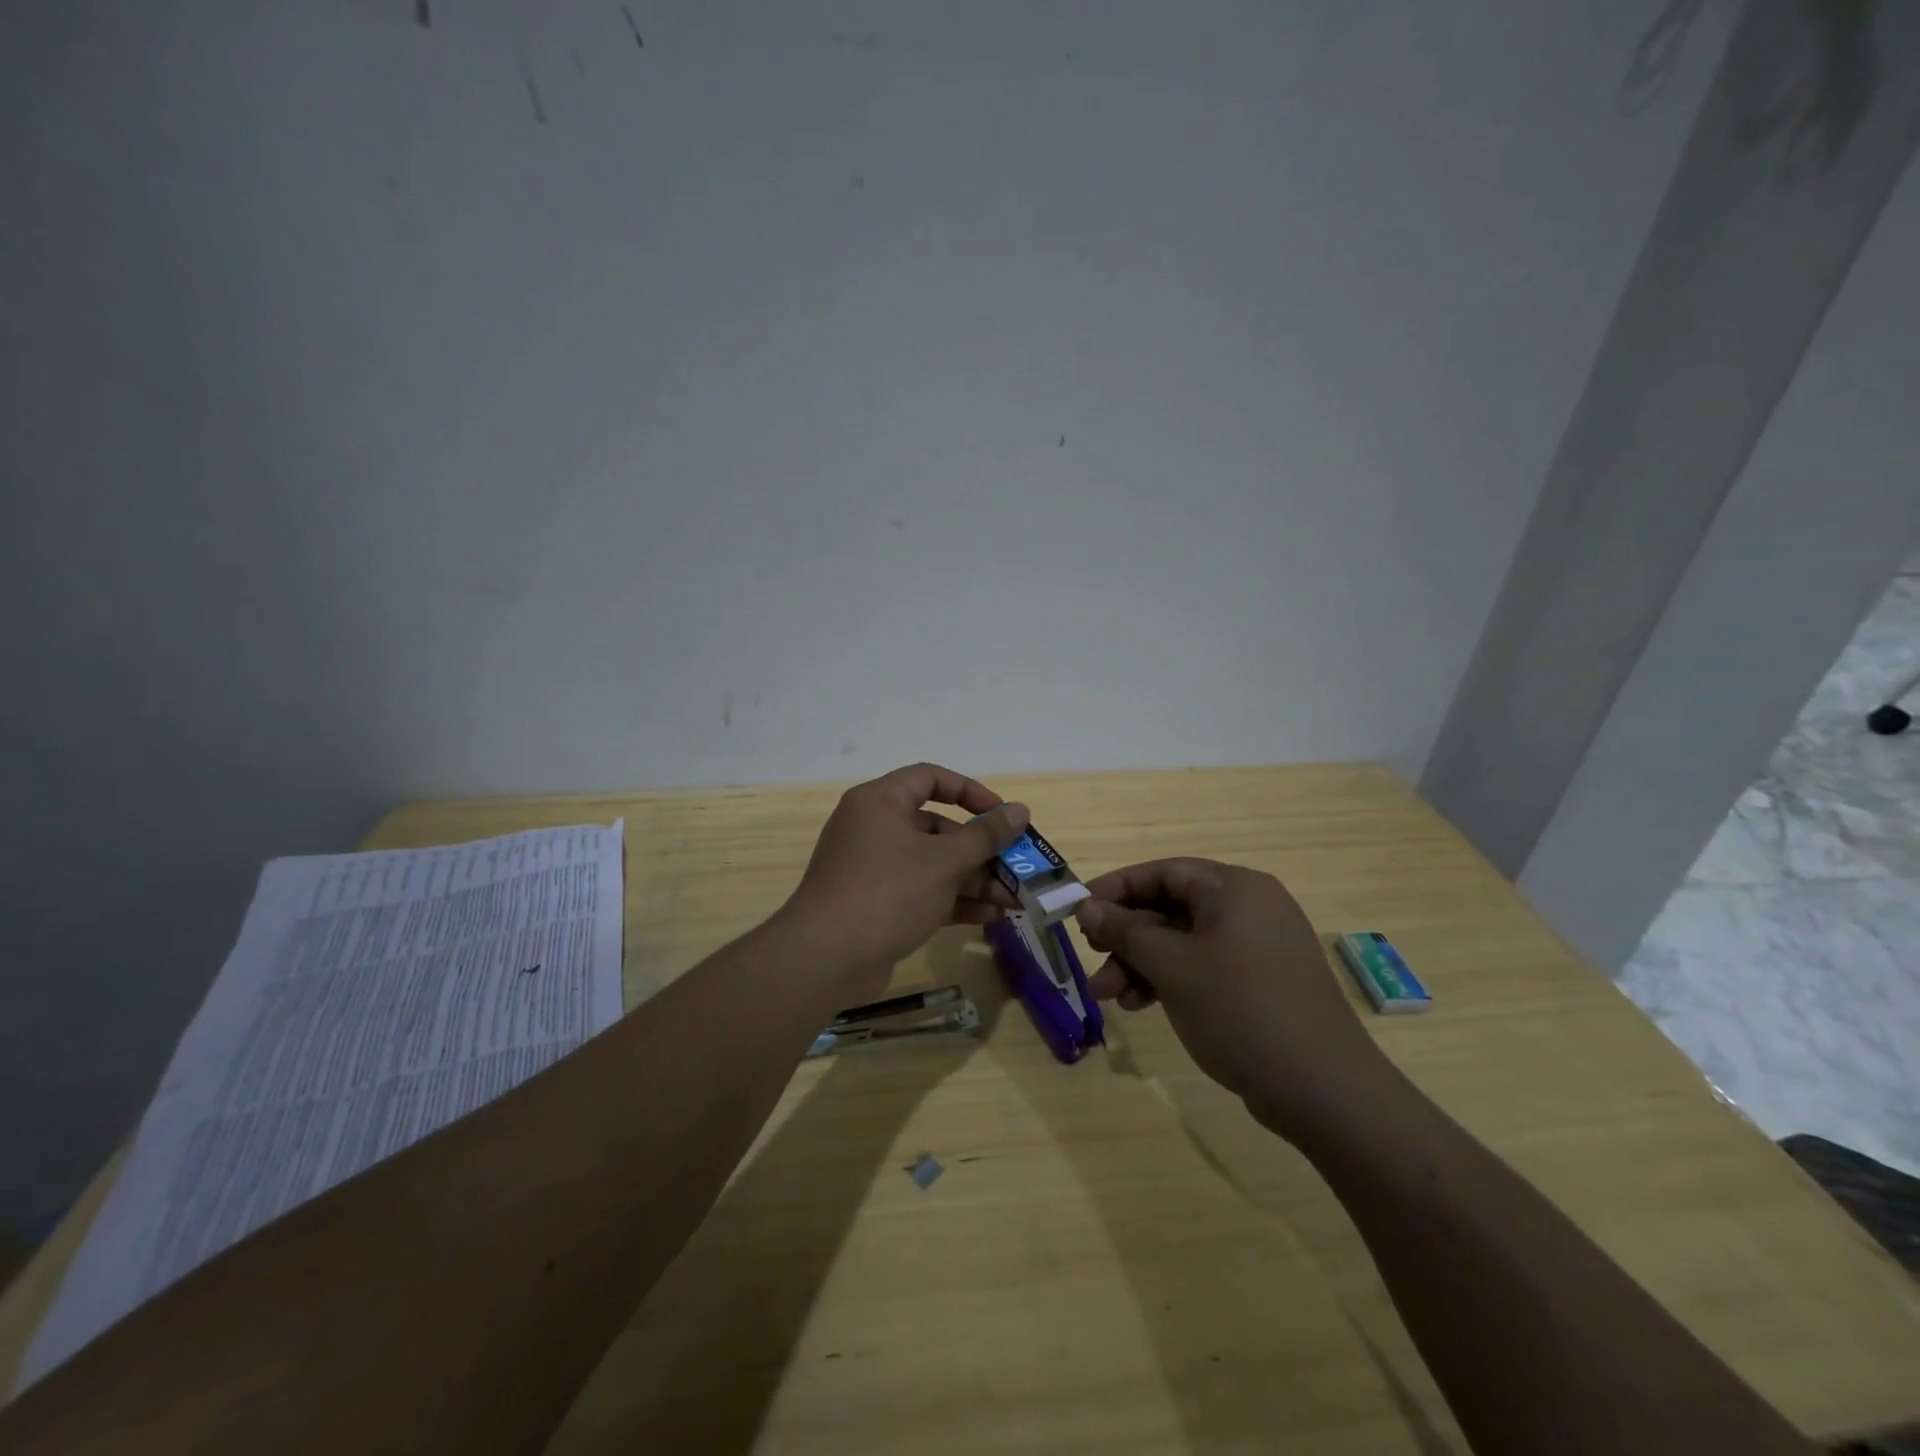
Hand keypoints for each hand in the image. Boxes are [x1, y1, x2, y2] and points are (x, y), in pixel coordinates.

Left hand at [783, 763, 1030, 998]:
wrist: (825, 959)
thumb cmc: (888, 892)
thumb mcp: (944, 861)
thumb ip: (985, 836)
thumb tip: (1020, 810)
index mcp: (880, 802)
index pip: (930, 778)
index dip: (970, 792)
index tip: (1002, 815)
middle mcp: (873, 828)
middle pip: (936, 827)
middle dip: (980, 850)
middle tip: (1016, 867)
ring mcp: (873, 869)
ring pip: (932, 864)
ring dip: (973, 880)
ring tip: (1013, 900)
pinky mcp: (876, 904)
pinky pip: (921, 892)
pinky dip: (953, 901)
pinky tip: (990, 917)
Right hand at [1075, 858, 1394, 1138]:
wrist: (1323, 1090)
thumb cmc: (1239, 1010)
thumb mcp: (1172, 966)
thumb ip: (1126, 931)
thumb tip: (1088, 905)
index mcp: (1235, 888)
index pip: (1164, 871)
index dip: (1117, 888)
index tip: (1079, 908)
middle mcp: (1250, 907)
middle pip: (1171, 908)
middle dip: (1127, 936)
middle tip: (1092, 957)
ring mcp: (1259, 946)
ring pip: (1184, 942)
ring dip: (1142, 964)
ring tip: (1108, 996)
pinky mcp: (1263, 982)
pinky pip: (1205, 966)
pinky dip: (1171, 980)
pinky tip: (1140, 1006)